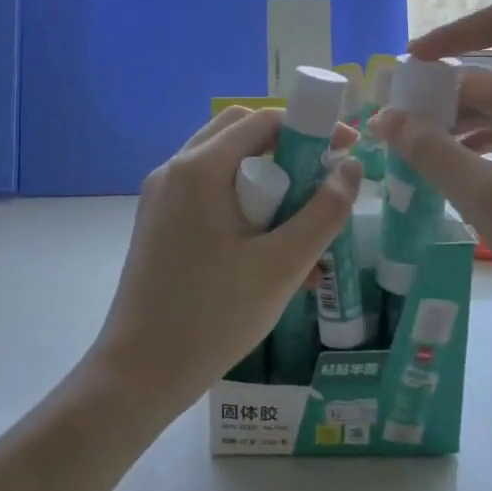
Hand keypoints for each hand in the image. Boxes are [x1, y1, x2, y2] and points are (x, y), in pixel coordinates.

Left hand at [85, 107, 361, 424]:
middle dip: (285, 148)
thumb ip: (324, 213)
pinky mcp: (157, 222)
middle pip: (238, 134)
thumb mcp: (282, 266)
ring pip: (221, 164)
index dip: (311, 128)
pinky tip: (266, 248)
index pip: (263, 120)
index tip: (347, 150)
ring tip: (298, 223)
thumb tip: (352, 169)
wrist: (139, 371)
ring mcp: (160, 196)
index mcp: (199, 169)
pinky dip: (239, 202)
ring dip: (263, 178)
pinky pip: (205, 193)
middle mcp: (174, 170)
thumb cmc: (214, 316)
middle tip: (319, 183)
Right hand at [370, 0, 491, 344]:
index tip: (413, 64)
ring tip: (408, 151)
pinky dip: (473, 147)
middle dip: (438, 91)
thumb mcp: (487, 198)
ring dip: (452, 123)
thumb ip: (431, 153)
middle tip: (392, 122)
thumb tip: (385, 117)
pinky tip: (445, 173)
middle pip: (491, 72)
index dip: (456, 31)